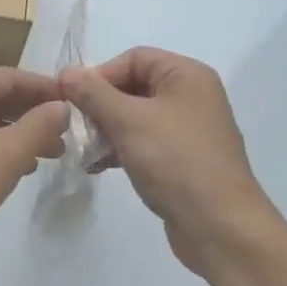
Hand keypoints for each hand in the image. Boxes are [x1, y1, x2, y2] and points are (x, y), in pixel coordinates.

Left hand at [0, 67, 68, 282]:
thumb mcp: (5, 155)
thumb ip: (39, 126)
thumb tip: (62, 106)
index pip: (12, 76)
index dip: (48, 90)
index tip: (80, 105)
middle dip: (34, 114)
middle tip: (69, 135)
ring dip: (18, 134)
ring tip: (52, 154)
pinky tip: (19, 168)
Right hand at [61, 47, 282, 279]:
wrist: (220, 226)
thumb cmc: (175, 161)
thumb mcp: (128, 120)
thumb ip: (93, 93)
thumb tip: (66, 72)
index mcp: (186, 76)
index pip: (134, 58)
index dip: (100, 74)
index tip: (72, 99)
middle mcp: (191, 96)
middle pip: (134, 86)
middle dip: (100, 105)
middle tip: (74, 126)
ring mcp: (189, 130)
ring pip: (136, 117)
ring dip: (106, 129)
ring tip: (83, 150)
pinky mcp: (183, 160)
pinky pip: (145, 142)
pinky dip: (121, 149)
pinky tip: (97, 167)